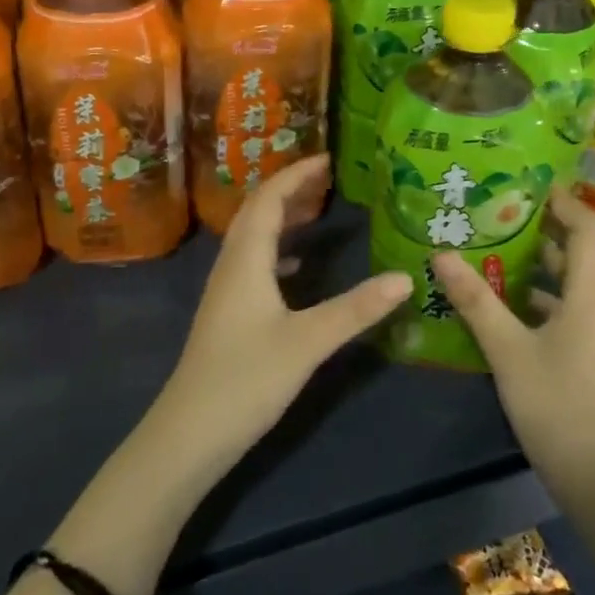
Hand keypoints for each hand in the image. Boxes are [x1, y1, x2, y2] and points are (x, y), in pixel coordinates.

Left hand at [156, 155, 409, 475]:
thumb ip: (356, 309)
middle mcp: (232, 264)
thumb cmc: (246, 380)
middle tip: (329, 178)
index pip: (270, 198)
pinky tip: (299, 264)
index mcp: (246, 258)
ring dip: (283, 216)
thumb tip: (406, 277)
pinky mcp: (228, 312)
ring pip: (254, 236)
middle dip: (292, 188)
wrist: (188, 435)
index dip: (297, 174)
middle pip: (259, 210)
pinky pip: (254, 261)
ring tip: (318, 209)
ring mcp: (227, 289)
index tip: (329, 159)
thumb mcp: (308, 342)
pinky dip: (278, 248)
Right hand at [432, 187, 594, 498]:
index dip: (562, 199)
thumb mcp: (507, 350)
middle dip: (540, 227)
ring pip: (570, 282)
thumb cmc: (557, 405)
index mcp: (591, 294)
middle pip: (578, 250)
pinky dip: (539, 296)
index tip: (526, 183)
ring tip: (492, 249)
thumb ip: (475, 301)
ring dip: (536, 263)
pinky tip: (503, 303)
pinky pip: (567, 308)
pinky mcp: (591, 354)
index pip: (586, 227)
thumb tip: (441, 254)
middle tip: (496, 211)